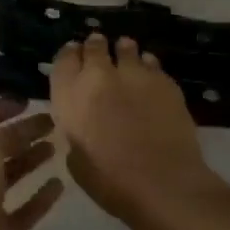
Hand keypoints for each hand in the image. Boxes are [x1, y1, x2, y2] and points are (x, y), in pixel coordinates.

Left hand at [0, 98, 65, 229]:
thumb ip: (6, 134)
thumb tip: (26, 128)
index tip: (25, 101)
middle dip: (21, 134)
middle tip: (50, 122)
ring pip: (9, 178)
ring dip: (31, 161)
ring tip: (56, 146)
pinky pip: (24, 210)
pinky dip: (40, 198)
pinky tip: (59, 185)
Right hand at [49, 34, 220, 223]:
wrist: (162, 183)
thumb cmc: (110, 181)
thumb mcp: (77, 159)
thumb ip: (77, 130)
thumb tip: (85, 122)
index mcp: (71, 96)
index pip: (64, 60)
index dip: (69, 55)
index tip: (74, 55)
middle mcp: (100, 76)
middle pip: (95, 47)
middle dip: (96, 47)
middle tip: (99, 50)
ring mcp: (135, 74)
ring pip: (127, 48)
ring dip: (123, 51)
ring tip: (126, 55)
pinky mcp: (165, 81)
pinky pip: (152, 62)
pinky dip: (147, 65)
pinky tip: (149, 76)